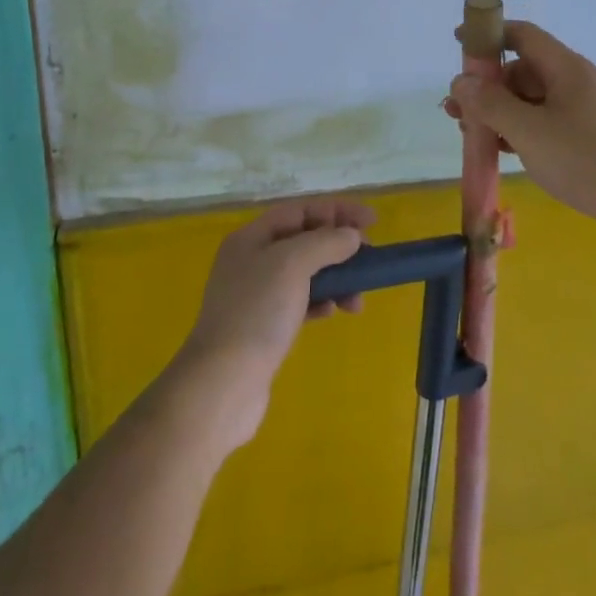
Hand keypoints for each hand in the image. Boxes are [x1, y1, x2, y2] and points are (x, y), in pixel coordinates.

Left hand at [174, 199, 373, 448]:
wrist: (222, 386)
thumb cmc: (256, 313)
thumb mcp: (292, 264)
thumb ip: (326, 242)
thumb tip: (351, 236)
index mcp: (252, 237)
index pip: (301, 210)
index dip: (338, 211)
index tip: (373, 222)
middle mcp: (252, 260)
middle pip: (305, 239)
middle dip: (339, 245)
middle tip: (369, 259)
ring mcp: (256, 295)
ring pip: (306, 272)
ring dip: (336, 277)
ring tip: (357, 298)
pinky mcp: (264, 326)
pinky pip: (301, 300)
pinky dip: (322, 301)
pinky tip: (333, 312)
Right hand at [445, 21, 595, 247]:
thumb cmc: (584, 158)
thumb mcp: (528, 130)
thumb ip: (490, 104)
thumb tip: (460, 82)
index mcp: (565, 67)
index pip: (522, 35)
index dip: (489, 35)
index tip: (459, 42)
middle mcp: (576, 82)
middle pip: (523, 70)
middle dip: (488, 87)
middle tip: (457, 111)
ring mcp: (585, 111)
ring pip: (533, 101)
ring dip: (501, 112)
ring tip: (471, 134)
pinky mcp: (590, 139)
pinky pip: (546, 124)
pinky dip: (521, 131)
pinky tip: (504, 151)